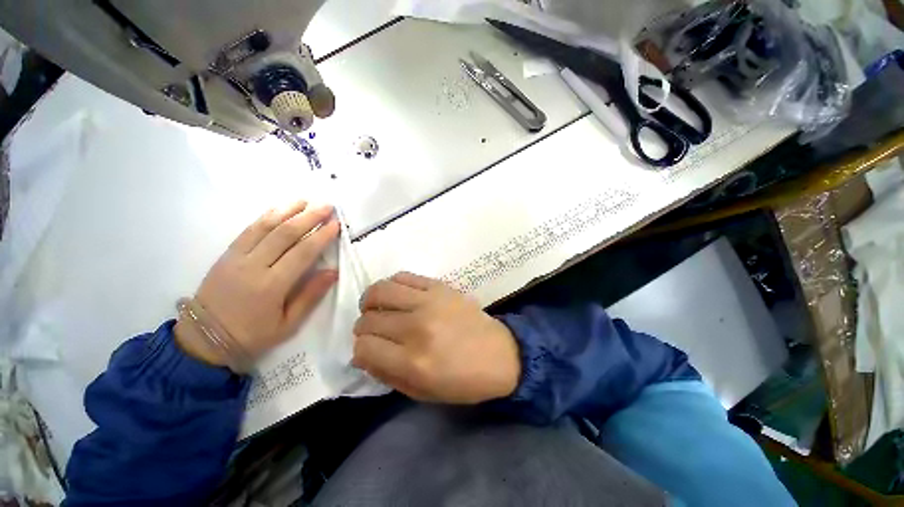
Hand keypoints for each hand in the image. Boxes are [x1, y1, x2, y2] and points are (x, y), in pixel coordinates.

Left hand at [175, 201, 338, 367]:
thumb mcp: (288, 324)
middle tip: (327, 206)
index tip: (336, 224)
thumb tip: (333, 272)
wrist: (203, 340)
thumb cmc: (252, 335)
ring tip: (306, 201)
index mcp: (271, 286)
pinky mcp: (225, 255)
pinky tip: (278, 209)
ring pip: (264, 227)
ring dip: (287, 211)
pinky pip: (248, 230)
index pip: (302, 253)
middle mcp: (253, 267)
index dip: (321, 236)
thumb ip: (310, 296)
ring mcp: (236, 258)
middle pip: (285, 234)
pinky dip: (265, 217)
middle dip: (309, 217)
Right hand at [352, 272, 520, 403]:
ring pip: (381, 290)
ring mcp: (429, 302)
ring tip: (378, 308)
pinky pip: (404, 276)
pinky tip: (398, 296)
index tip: (369, 351)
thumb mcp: (421, 392)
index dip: (361, 350)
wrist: (500, 354)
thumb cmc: (463, 381)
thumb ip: (386, 373)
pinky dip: (393, 285)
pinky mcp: (440, 287)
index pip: (364, 347)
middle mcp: (417, 327)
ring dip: (371, 301)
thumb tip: (361, 354)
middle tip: (374, 331)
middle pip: (369, 319)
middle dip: (364, 328)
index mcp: (413, 361)